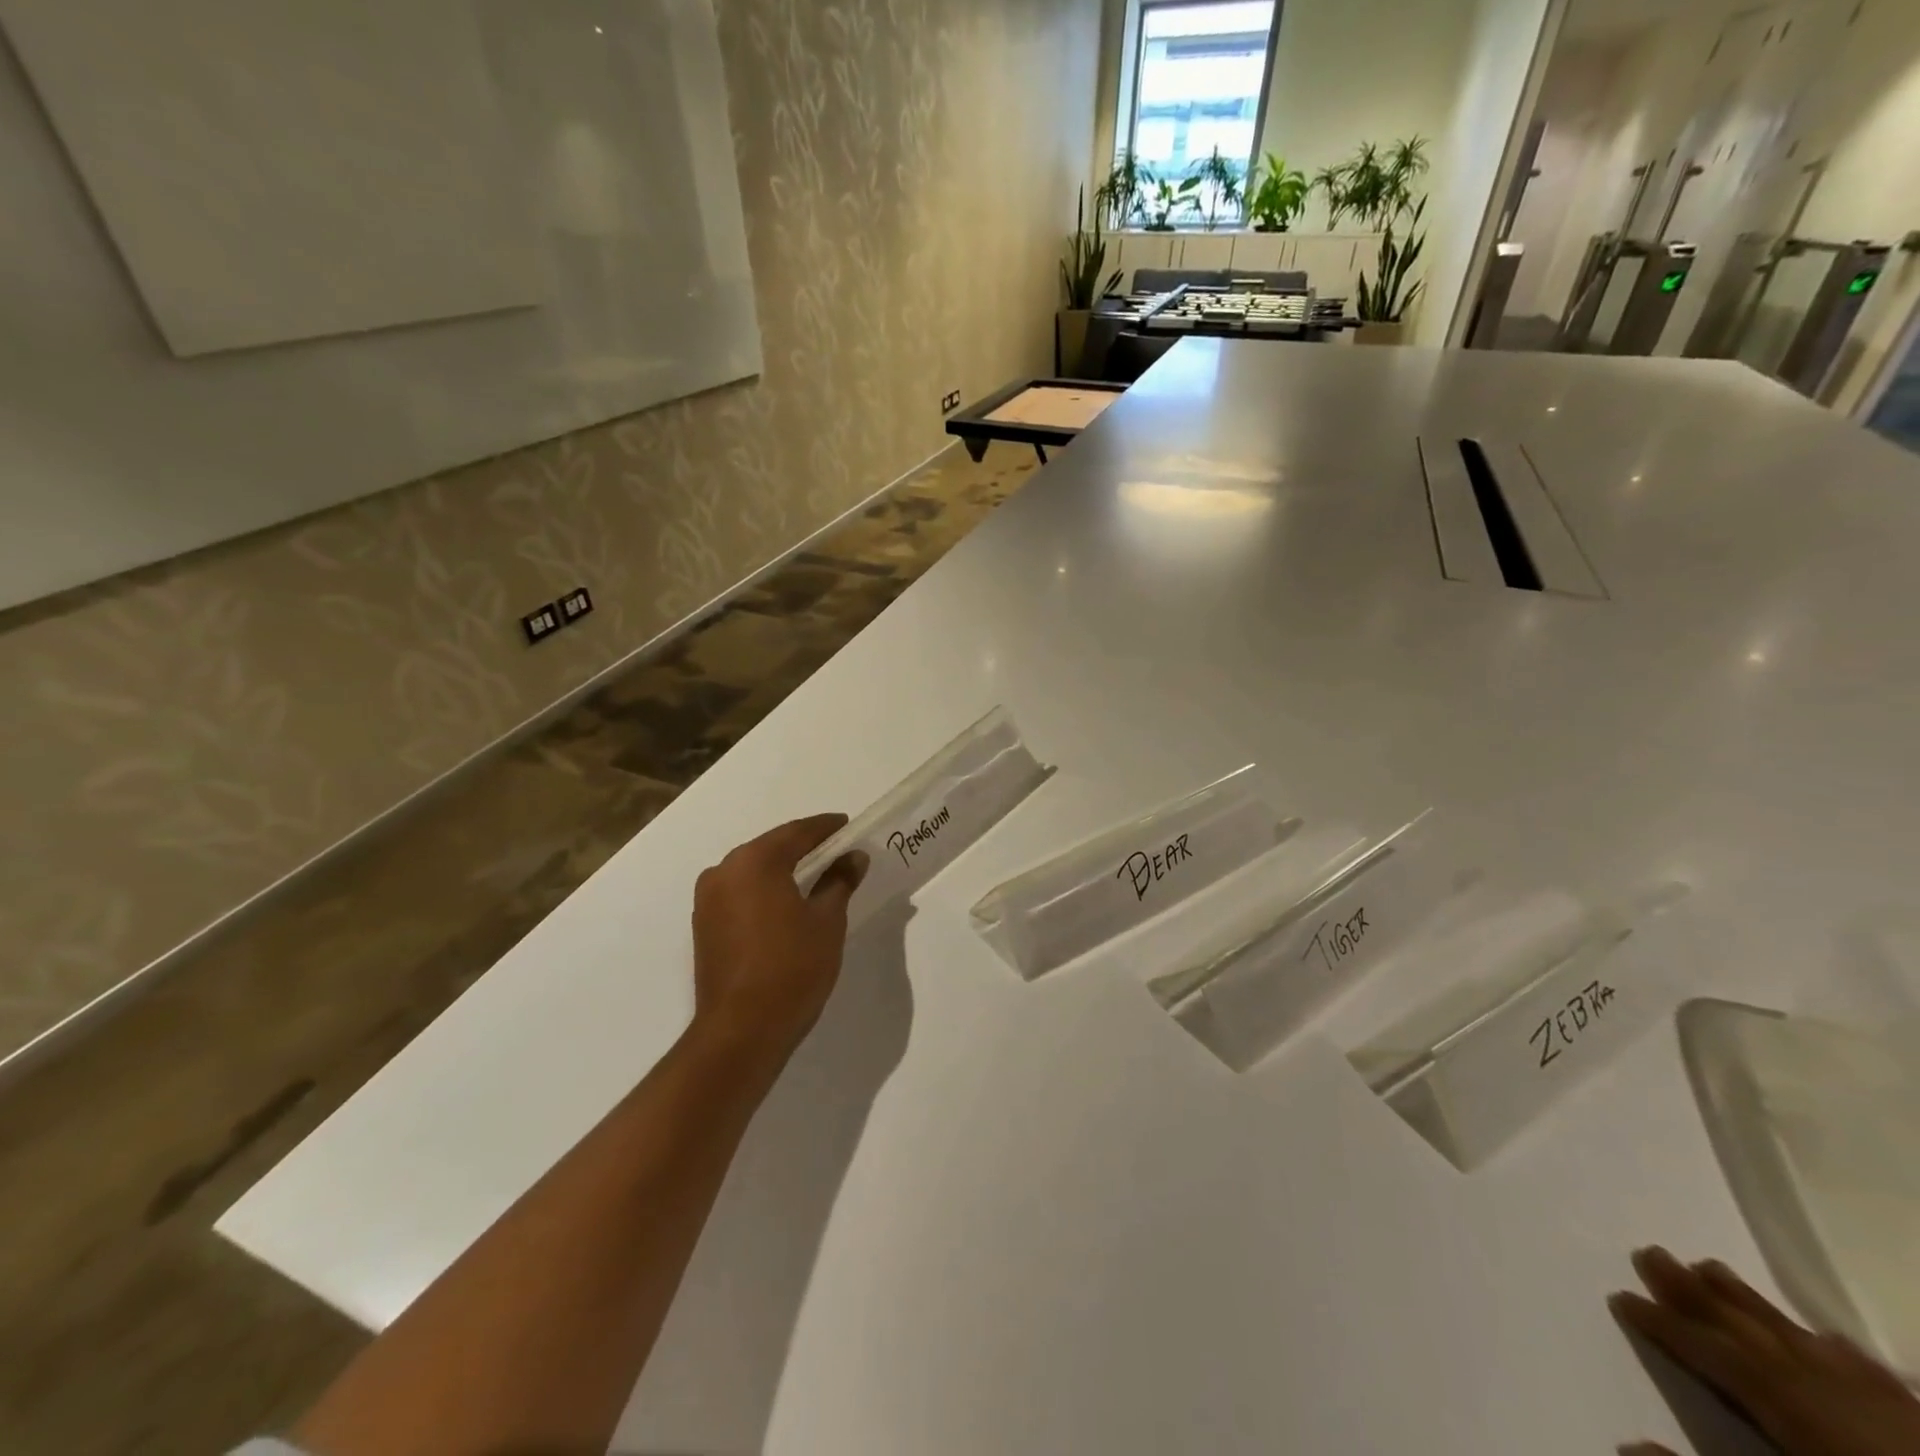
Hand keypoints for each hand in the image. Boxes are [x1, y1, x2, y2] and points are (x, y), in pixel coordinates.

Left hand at [689, 815, 867, 1066]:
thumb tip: (853, 857)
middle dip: (804, 847)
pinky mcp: (704, 925)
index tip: (848, 826)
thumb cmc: (792, 967)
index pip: (797, 832)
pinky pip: (740, 893)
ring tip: (816, 876)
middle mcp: (724, 871)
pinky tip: (787, 902)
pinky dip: (765, 890)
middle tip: (836, 850)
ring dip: (782, 869)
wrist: (742, 1030)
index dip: (826, 828)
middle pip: (771, 848)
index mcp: (754, 861)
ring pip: (753, 871)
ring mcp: (708, 899)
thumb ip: (839, 881)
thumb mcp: (827, 921)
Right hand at [1611, 1245, 1919, 1455]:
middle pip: (1752, 1331)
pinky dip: (1828, 1345)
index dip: (1664, 1325)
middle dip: (1696, 1292)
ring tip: (1707, 1264)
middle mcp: (1832, 1394)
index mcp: (1795, 1413)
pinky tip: (1821, 1336)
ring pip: (1802, 1339)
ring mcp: (1888, 1408)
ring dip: (1749, 1301)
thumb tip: (1627, 1443)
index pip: (1713, 1355)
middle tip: (1649, 1251)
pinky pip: (1868, 1371)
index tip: (1621, 1296)